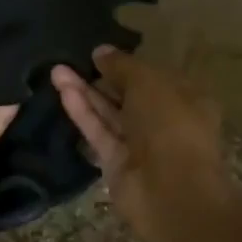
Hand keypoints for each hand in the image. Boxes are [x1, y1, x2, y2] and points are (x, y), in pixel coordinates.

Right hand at [50, 46, 232, 238]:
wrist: (171, 191)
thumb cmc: (171, 125)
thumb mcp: (148, 82)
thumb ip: (122, 65)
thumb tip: (101, 51)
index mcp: (186, 98)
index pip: (153, 76)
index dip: (127, 64)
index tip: (99, 52)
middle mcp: (164, 121)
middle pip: (128, 95)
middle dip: (101, 77)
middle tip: (71, 58)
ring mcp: (140, 144)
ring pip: (109, 113)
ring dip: (85, 92)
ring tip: (56, 69)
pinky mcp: (116, 163)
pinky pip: (98, 131)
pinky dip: (82, 112)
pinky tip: (62, 90)